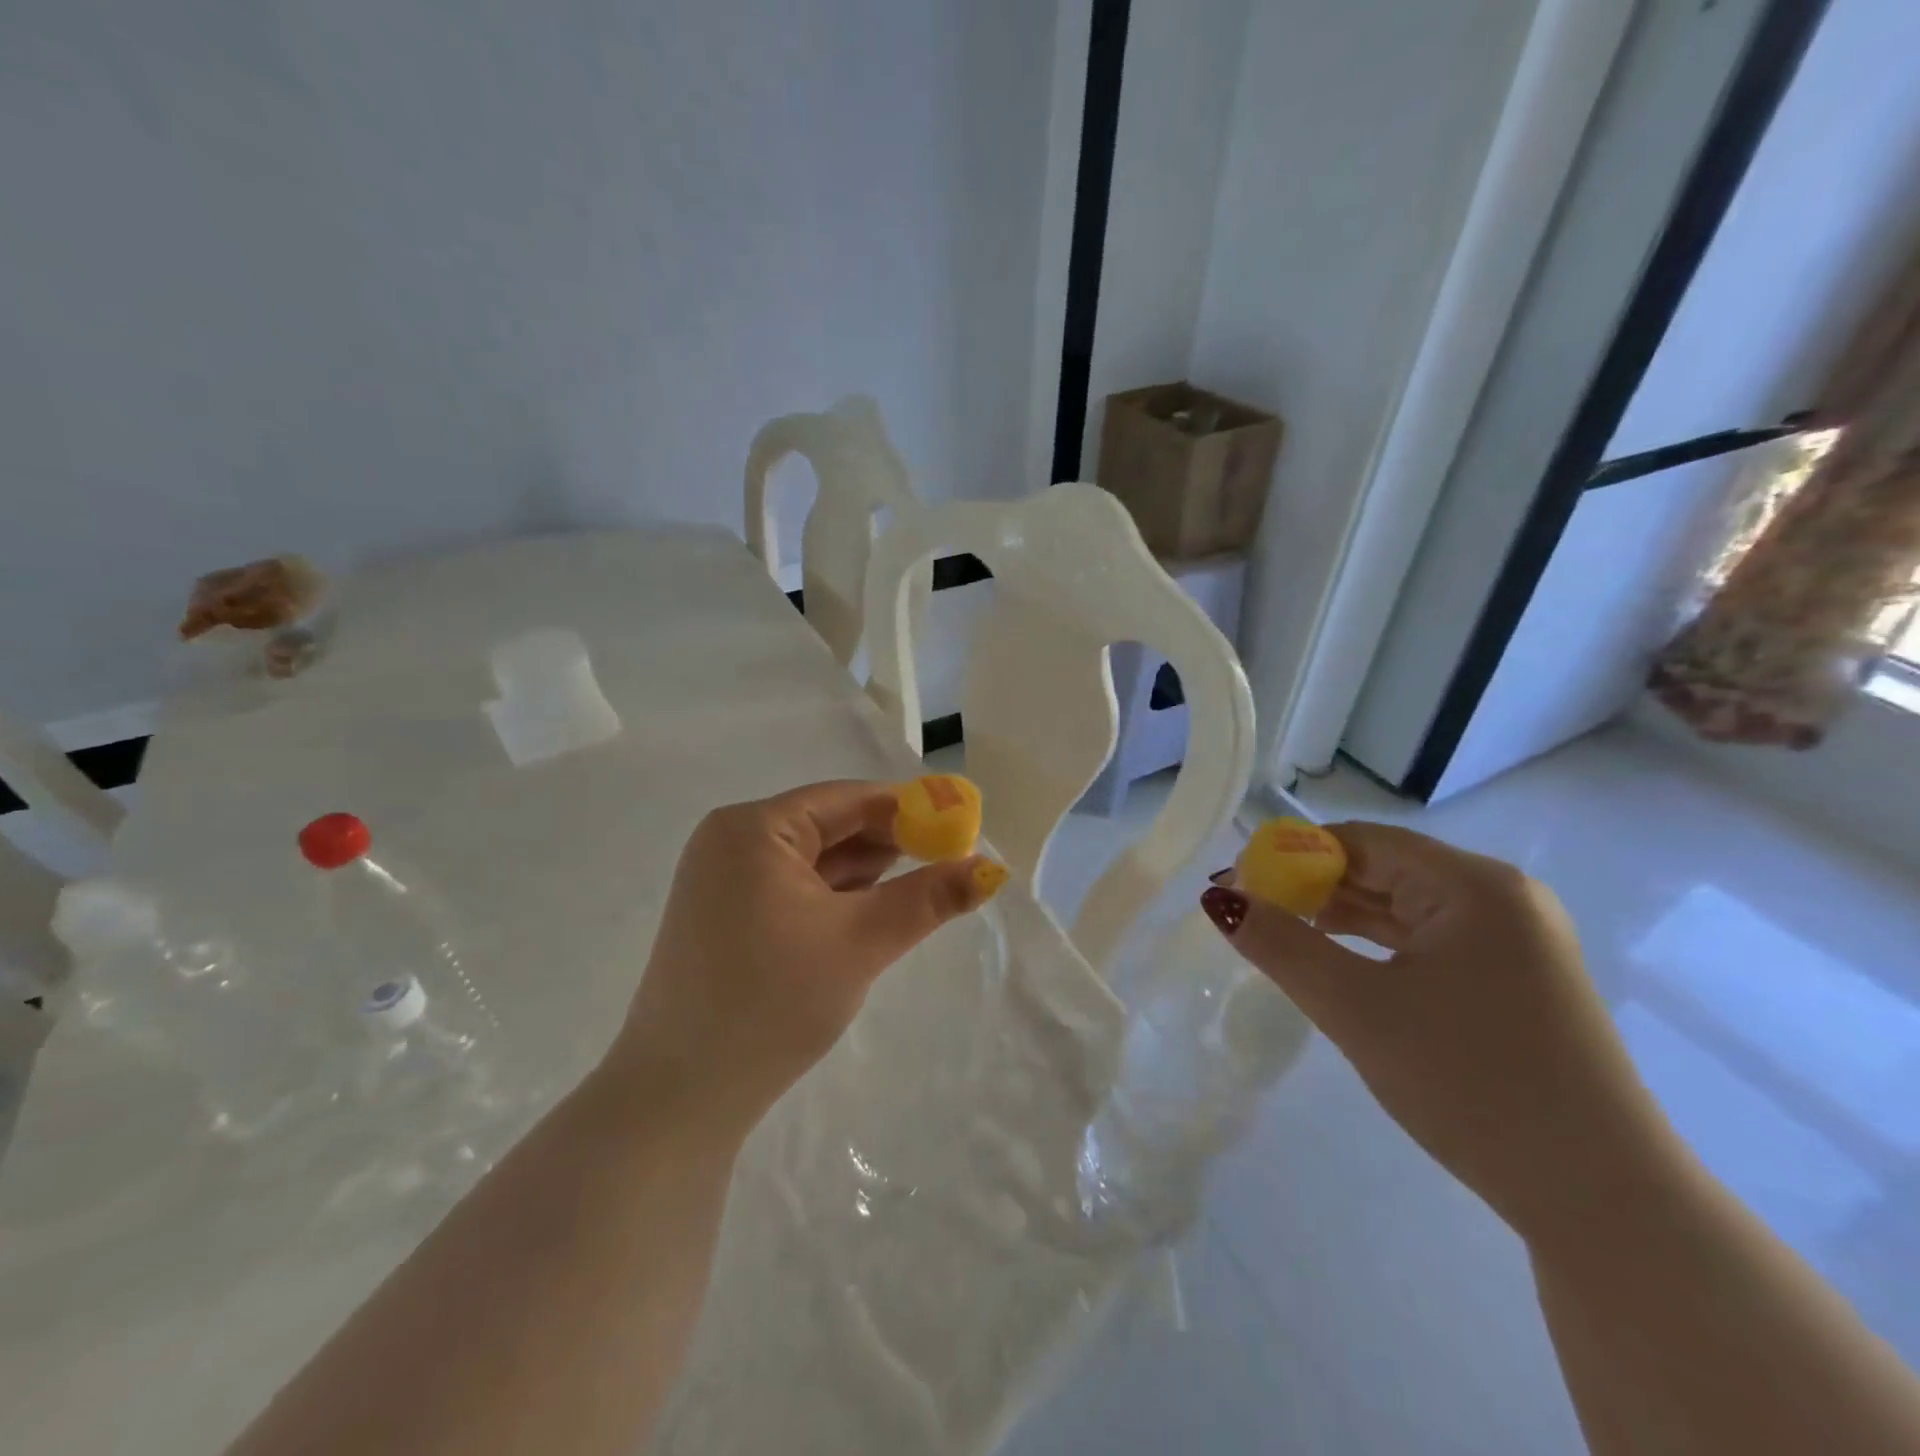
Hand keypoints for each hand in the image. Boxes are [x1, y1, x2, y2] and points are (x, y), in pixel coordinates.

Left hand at [607, 781, 1006, 1135]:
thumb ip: (928, 899)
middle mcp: (731, 840)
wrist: (678, 1098)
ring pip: (813, 860)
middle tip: (949, 865)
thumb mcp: (860, 943)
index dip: (909, 812)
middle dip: (889, 845)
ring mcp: (723, 879)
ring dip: (865, 874)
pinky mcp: (724, 915)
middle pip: (830, 825)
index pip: (848, 800)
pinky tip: (870, 914)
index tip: (960, 831)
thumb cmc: (770, 1004)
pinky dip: (834, 897)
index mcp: (753, 828)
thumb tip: (992, 869)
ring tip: (920, 891)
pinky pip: (793, 888)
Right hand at [1202, 823, 1682, 1240]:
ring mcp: (1515, 940)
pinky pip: (1428, 940)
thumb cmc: (1471, 1084)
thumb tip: (1216, 897)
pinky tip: (1338, 963)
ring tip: (1280, 936)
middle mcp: (1501, 898)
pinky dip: (1376, 946)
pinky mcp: (1516, 979)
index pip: (1359, 842)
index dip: (1289, 857)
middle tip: (1248, 915)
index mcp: (1474, 885)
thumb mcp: (1356, 1008)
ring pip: (1403, 907)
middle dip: (1311, 888)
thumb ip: (1280, 944)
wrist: (1603, 1203)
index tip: (1235, 886)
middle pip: (1382, 869)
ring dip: (1339, 917)